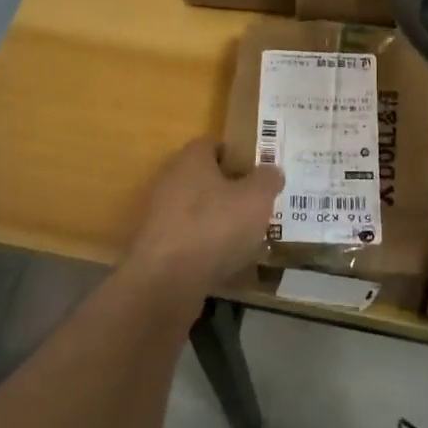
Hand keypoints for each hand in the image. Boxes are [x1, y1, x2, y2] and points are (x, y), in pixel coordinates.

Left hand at [124, 140, 282, 298]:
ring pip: (197, 214)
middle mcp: (170, 183)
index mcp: (191, 161)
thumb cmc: (214, 226)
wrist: (165, 282)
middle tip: (258, 206)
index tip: (258, 172)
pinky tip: (229, 266)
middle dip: (231, 193)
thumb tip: (271, 171)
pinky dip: (207, 251)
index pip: (212, 145)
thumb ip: (267, 180)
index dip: (236, 156)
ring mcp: (159, 218)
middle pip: (204, 181)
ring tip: (249, 240)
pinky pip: (189, 243)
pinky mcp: (156, 251)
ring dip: (220, 224)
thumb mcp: (256, 198)